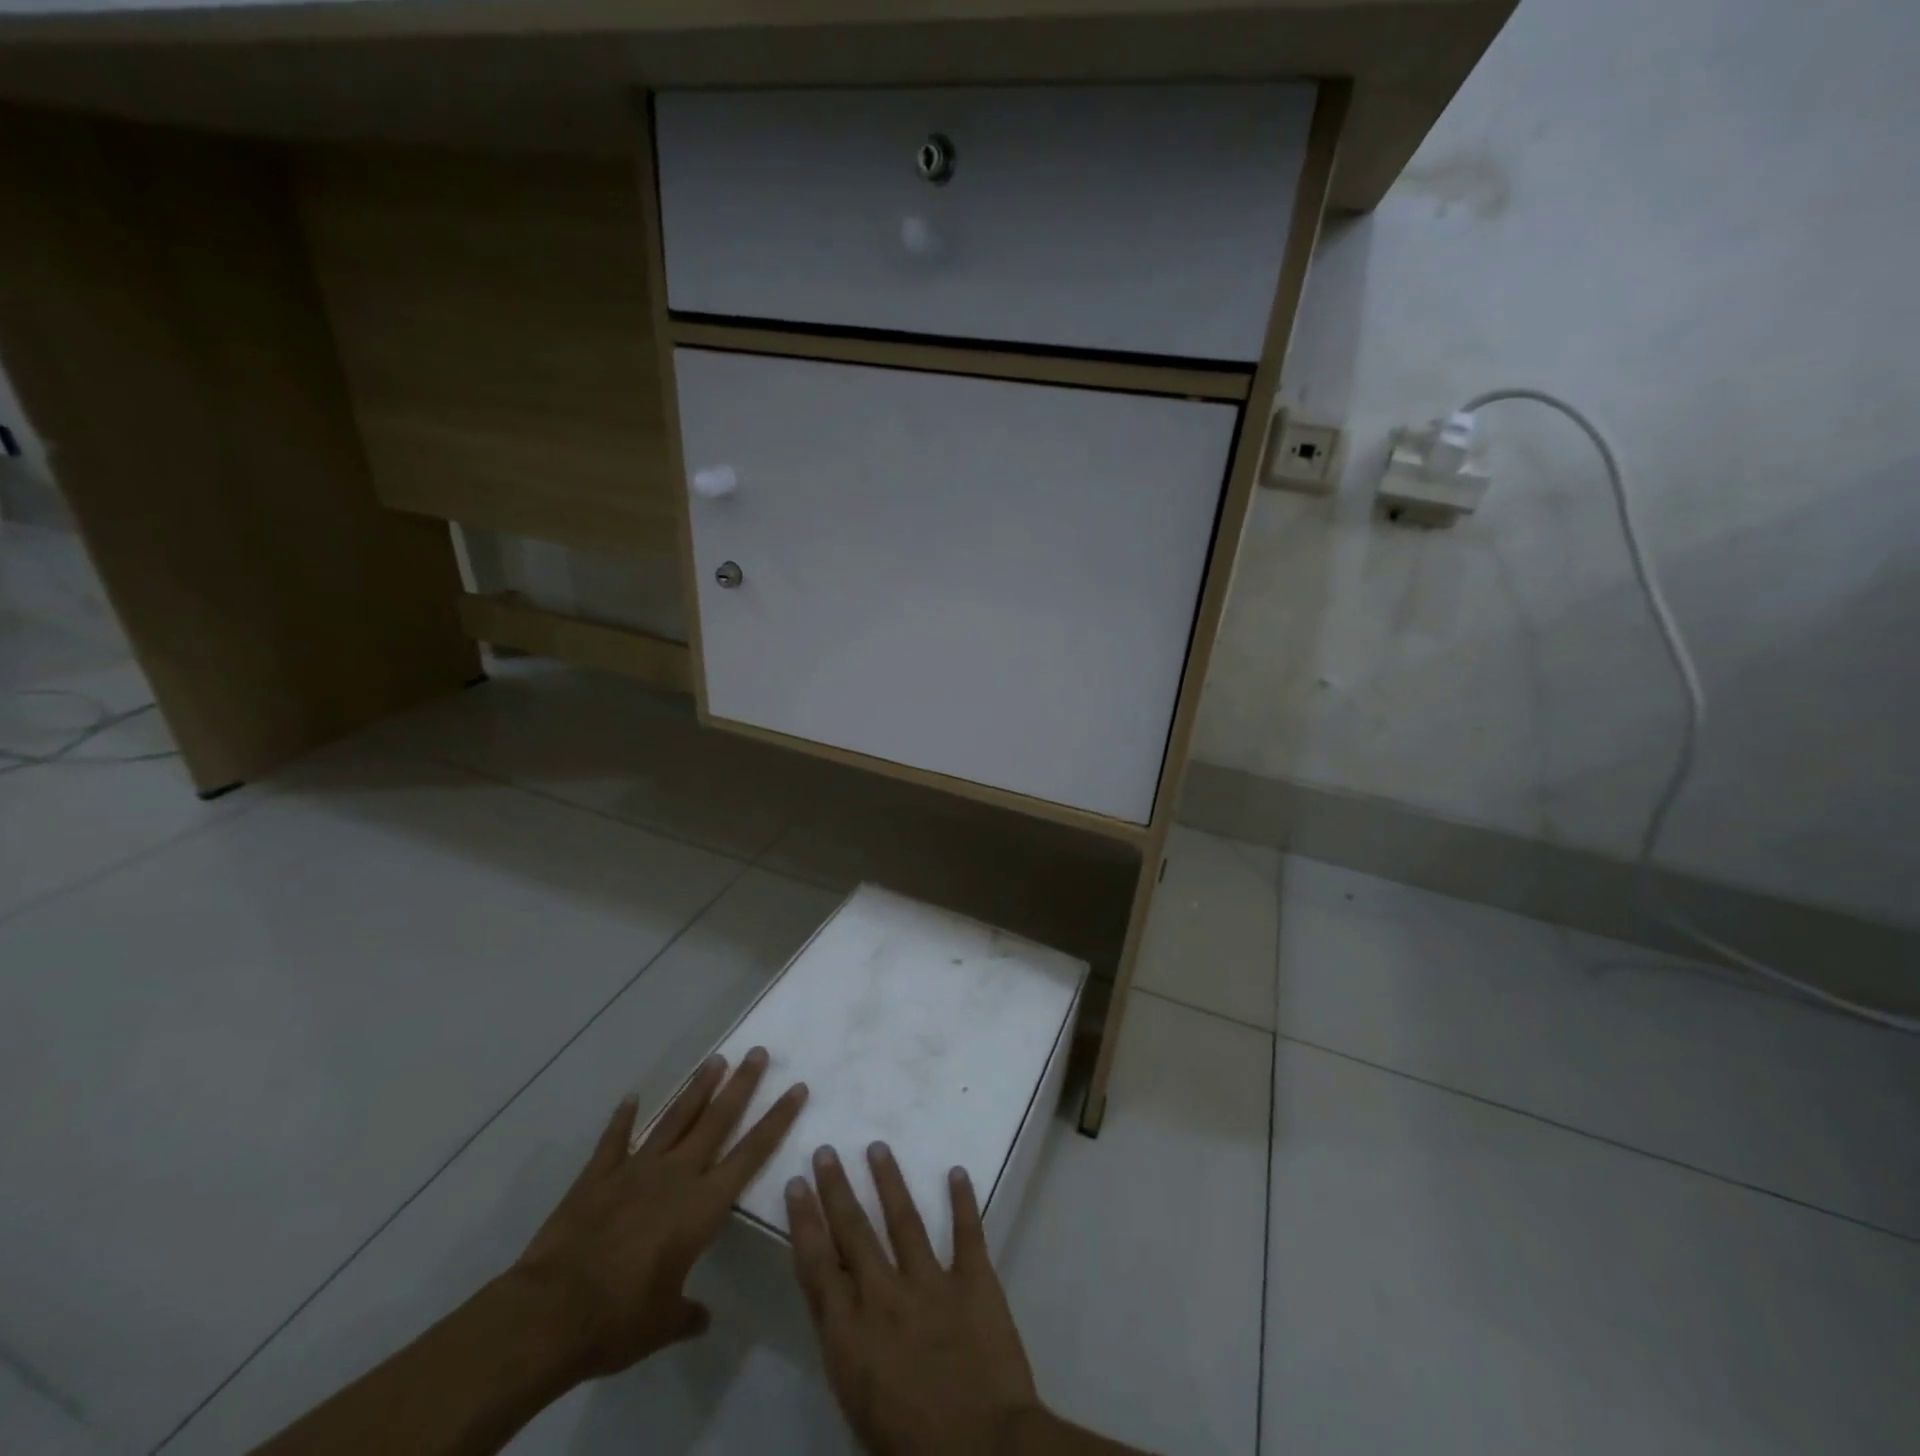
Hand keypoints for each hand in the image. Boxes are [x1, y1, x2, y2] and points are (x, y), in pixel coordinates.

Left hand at [512, 1048, 806, 1379]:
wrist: (549, 1314)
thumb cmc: (618, 1320)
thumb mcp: (662, 1324)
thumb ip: (686, 1313)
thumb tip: (702, 1318)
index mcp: (701, 1206)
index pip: (751, 1153)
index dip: (777, 1120)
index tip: (796, 1089)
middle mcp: (675, 1176)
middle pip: (716, 1120)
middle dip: (741, 1085)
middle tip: (758, 1053)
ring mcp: (635, 1170)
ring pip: (675, 1119)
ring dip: (697, 1088)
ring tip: (717, 1059)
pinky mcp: (597, 1177)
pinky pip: (615, 1140)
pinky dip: (623, 1118)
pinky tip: (632, 1097)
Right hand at [786, 1142, 1041, 1455]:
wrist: (983, 1453)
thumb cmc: (911, 1447)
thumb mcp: (858, 1403)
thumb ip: (850, 1349)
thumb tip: (843, 1310)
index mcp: (851, 1334)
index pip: (818, 1265)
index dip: (805, 1221)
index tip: (796, 1184)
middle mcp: (884, 1297)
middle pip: (854, 1231)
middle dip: (836, 1188)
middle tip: (826, 1150)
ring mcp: (931, 1283)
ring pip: (904, 1220)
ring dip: (889, 1181)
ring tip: (878, 1147)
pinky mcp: (974, 1281)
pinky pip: (967, 1232)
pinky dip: (963, 1201)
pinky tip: (957, 1172)